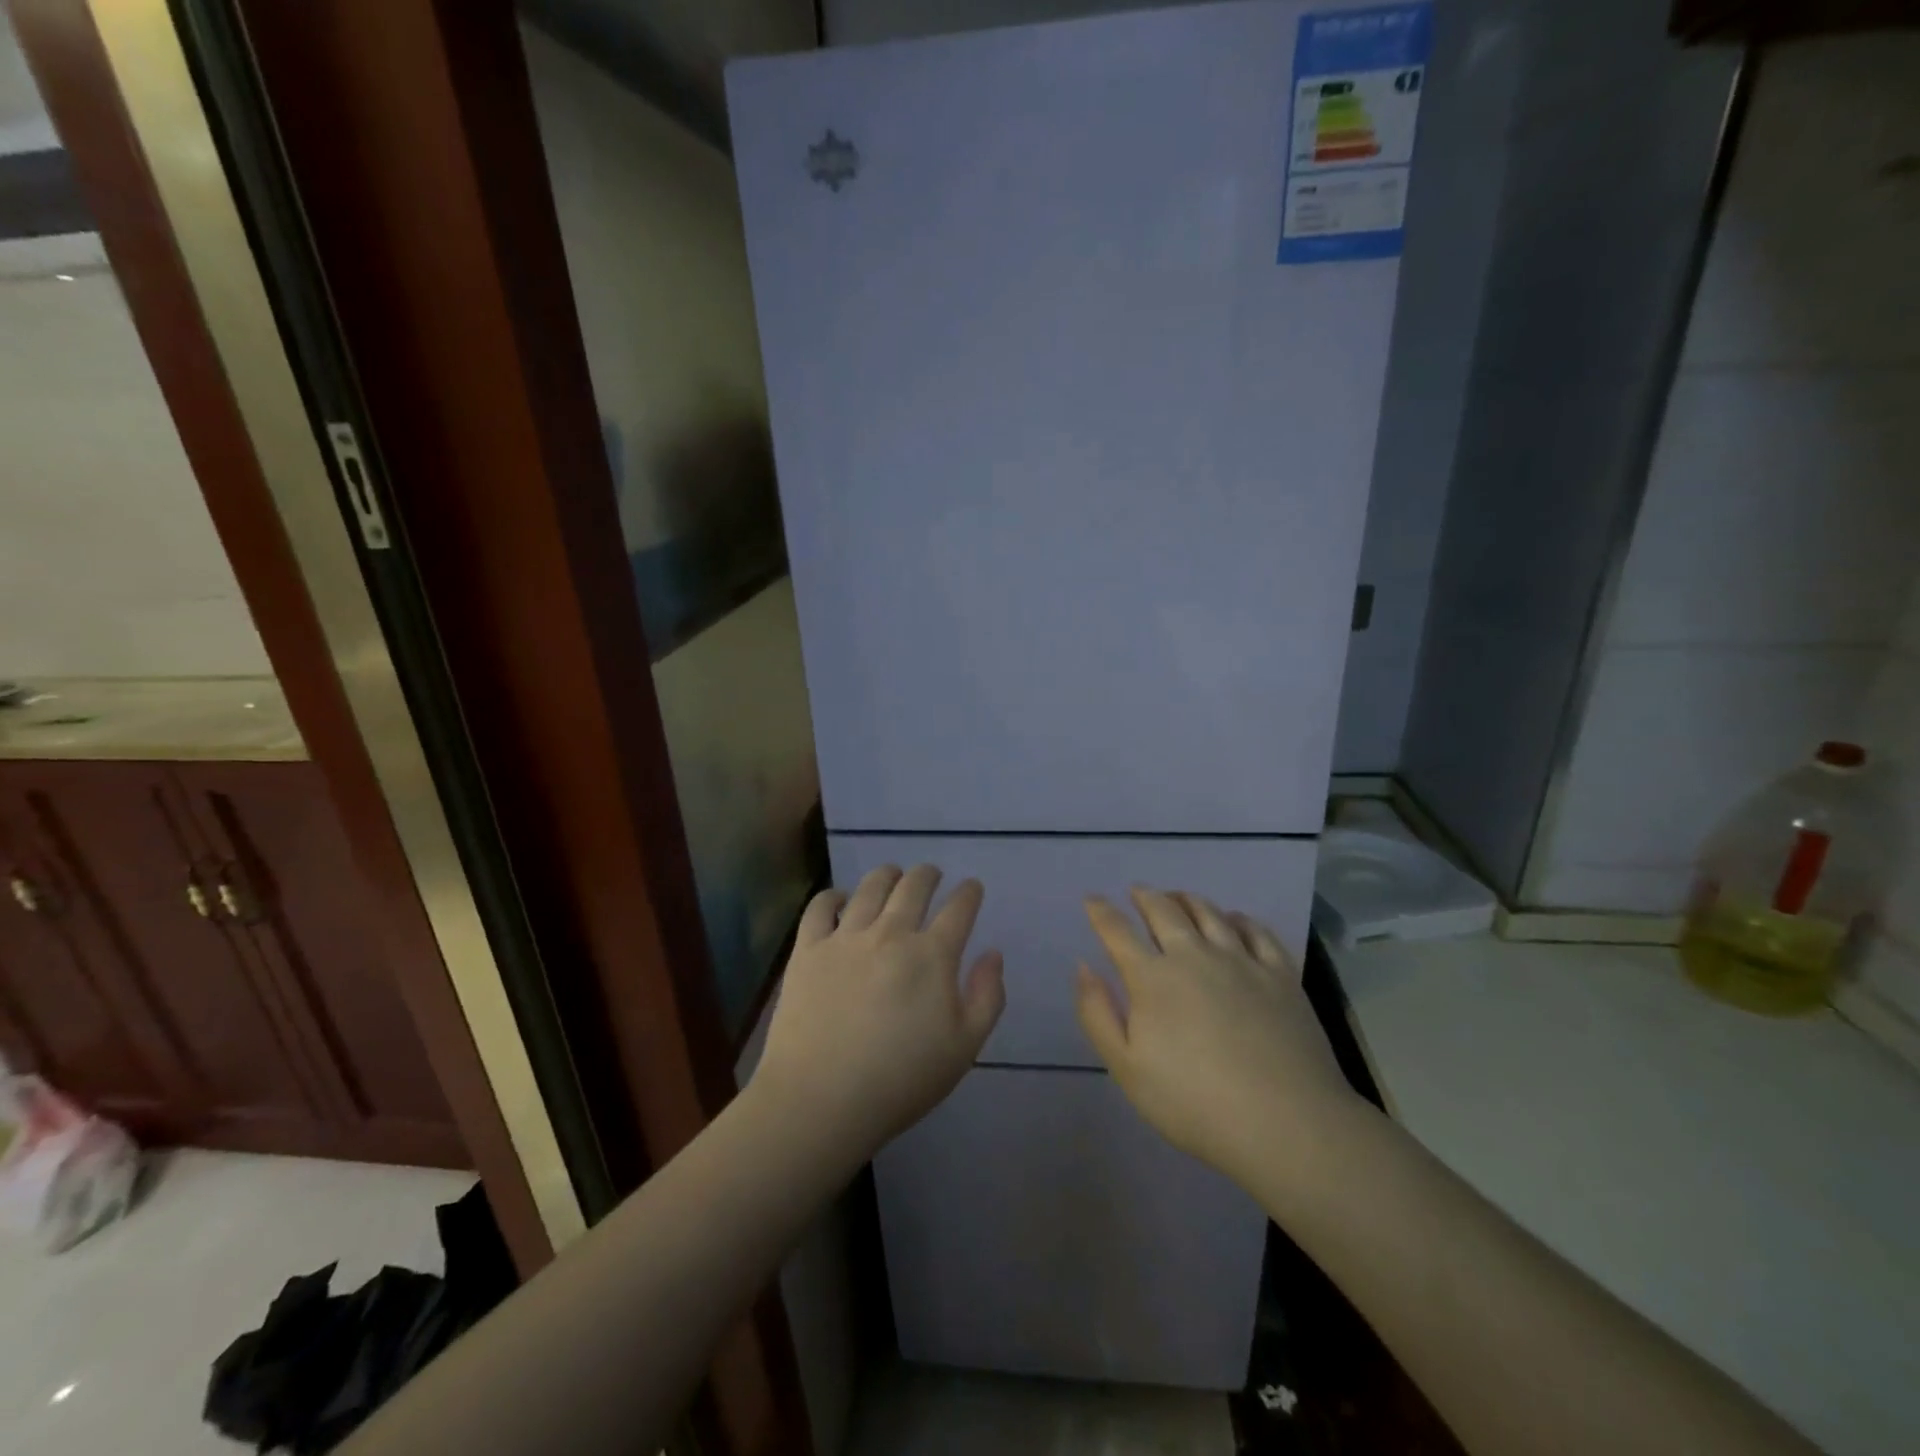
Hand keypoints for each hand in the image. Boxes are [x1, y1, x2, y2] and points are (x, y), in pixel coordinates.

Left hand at [753, 865, 1004, 1161]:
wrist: (821, 1100)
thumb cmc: (901, 1080)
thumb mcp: (964, 1048)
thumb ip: (987, 997)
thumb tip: (993, 954)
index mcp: (932, 955)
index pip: (959, 908)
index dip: (969, 892)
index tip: (972, 887)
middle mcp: (891, 933)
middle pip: (914, 886)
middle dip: (928, 874)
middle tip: (931, 874)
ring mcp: (846, 937)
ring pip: (870, 887)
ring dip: (887, 875)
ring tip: (892, 875)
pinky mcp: (808, 949)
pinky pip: (820, 906)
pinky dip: (833, 896)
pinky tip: (840, 899)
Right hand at [1074, 887, 1362, 1191]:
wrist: (1285, 1123)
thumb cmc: (1194, 1103)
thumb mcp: (1126, 1068)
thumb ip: (1097, 1014)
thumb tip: (1084, 967)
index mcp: (1152, 978)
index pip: (1117, 931)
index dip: (1101, 911)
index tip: (1092, 899)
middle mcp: (1193, 955)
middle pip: (1163, 910)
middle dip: (1145, 896)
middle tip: (1137, 891)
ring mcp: (1240, 960)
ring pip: (1208, 913)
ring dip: (1187, 899)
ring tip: (1178, 896)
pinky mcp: (1279, 973)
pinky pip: (1256, 930)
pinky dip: (1238, 918)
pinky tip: (1234, 920)